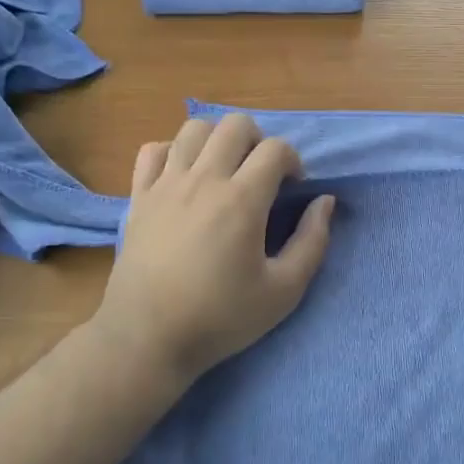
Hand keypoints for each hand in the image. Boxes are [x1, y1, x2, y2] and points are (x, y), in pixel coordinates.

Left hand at [91, 114, 334, 387]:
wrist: (148, 338)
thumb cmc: (221, 318)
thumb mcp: (284, 291)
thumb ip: (313, 242)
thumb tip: (324, 202)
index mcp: (242, 200)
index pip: (275, 149)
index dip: (293, 161)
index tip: (293, 189)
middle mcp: (203, 180)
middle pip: (235, 124)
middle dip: (259, 140)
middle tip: (261, 175)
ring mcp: (166, 184)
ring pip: (194, 128)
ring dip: (218, 140)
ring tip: (225, 170)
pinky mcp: (139, 197)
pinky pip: (154, 150)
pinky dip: (174, 152)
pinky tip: (184, 177)